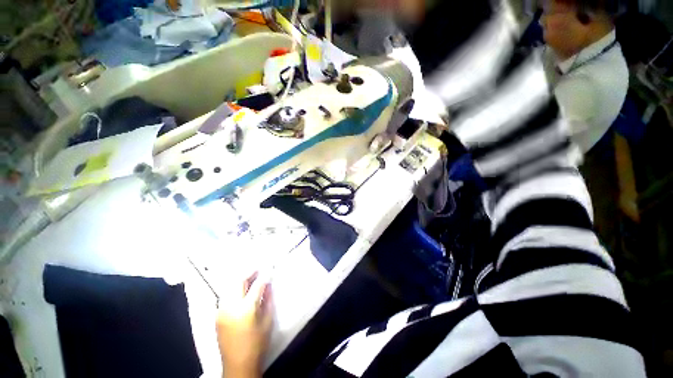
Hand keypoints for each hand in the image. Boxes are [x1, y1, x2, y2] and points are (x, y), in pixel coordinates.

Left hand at [216, 272, 273, 377]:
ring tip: (250, 277)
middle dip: (249, 273)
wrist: (238, 364)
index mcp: (246, 309)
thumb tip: (269, 284)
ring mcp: (221, 311)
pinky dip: (233, 289)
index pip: (257, 285)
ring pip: (229, 287)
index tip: (269, 268)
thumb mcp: (267, 321)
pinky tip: (240, 290)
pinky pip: (225, 296)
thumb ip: (268, 300)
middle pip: (238, 282)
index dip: (264, 276)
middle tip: (257, 269)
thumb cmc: (257, 343)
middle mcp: (231, 307)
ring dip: (240, 280)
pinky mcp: (217, 316)